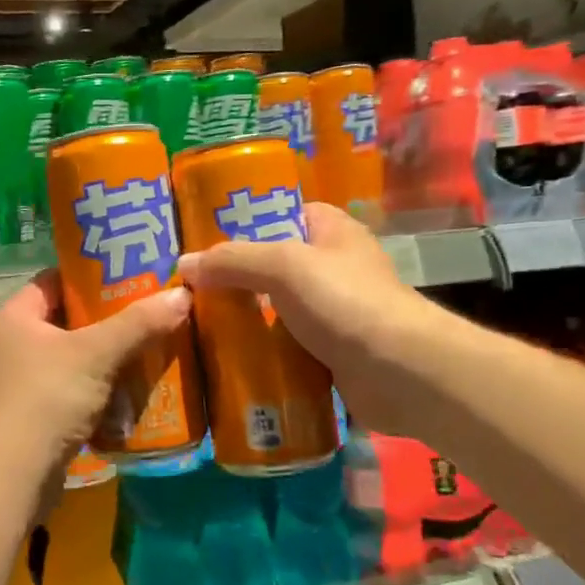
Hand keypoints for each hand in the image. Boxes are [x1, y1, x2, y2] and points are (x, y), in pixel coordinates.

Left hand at [0, 270, 191, 476]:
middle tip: (154, 309)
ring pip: (75, 358)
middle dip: (111, 318)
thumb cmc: (45, 399)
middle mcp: (14, 344)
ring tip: (155, 345)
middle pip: (69, 320)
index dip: (92, 275)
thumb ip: (138, 323)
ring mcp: (23, 382)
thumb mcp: (95, 354)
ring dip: (111, 356)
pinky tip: (137, 388)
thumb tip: (183, 294)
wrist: (11, 476)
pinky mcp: (36, 415)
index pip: (55, 280)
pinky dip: (103, 389)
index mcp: (15, 317)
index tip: (134, 273)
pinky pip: (76, 391)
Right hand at [177, 202, 443, 434]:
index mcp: (332, 231)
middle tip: (191, 288)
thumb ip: (232, 260)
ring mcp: (334, 312)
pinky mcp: (331, 352)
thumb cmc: (344, 301)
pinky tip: (227, 358)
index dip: (246, 221)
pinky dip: (261, 352)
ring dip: (245, 318)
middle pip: (273, 265)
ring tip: (198, 324)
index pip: (283, 212)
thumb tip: (184, 265)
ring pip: (277, 309)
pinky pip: (286, 346)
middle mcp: (334, 267)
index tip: (204, 237)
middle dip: (235, 277)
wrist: (400, 372)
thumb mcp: (283, 266)